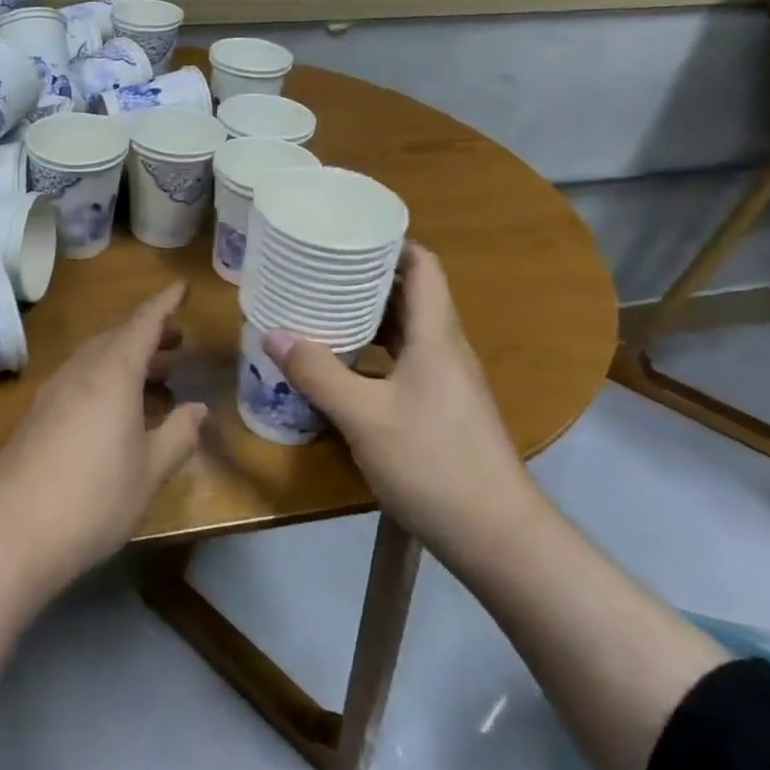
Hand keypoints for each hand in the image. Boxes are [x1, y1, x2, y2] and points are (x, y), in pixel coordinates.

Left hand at [0, 282, 206, 584]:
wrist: (12, 534)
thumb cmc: (94, 500)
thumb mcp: (150, 472)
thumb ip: (179, 434)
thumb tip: (198, 408)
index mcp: (111, 374)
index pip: (142, 324)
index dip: (164, 304)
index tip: (181, 287)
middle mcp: (79, 372)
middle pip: (116, 337)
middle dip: (148, 333)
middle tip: (177, 340)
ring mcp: (51, 392)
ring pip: (95, 358)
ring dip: (126, 357)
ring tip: (156, 373)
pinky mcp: (35, 415)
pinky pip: (78, 379)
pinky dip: (105, 378)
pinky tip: (116, 408)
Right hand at [263, 245, 532, 554]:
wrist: (496, 536)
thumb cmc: (433, 463)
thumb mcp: (364, 417)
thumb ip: (318, 373)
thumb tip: (273, 334)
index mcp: (436, 336)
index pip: (423, 267)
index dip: (391, 243)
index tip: (348, 233)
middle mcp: (445, 350)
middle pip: (409, 296)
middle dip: (365, 279)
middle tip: (318, 270)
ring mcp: (446, 382)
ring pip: (404, 333)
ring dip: (366, 318)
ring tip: (319, 311)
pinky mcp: (440, 410)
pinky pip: (402, 363)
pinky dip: (371, 354)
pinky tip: (339, 368)